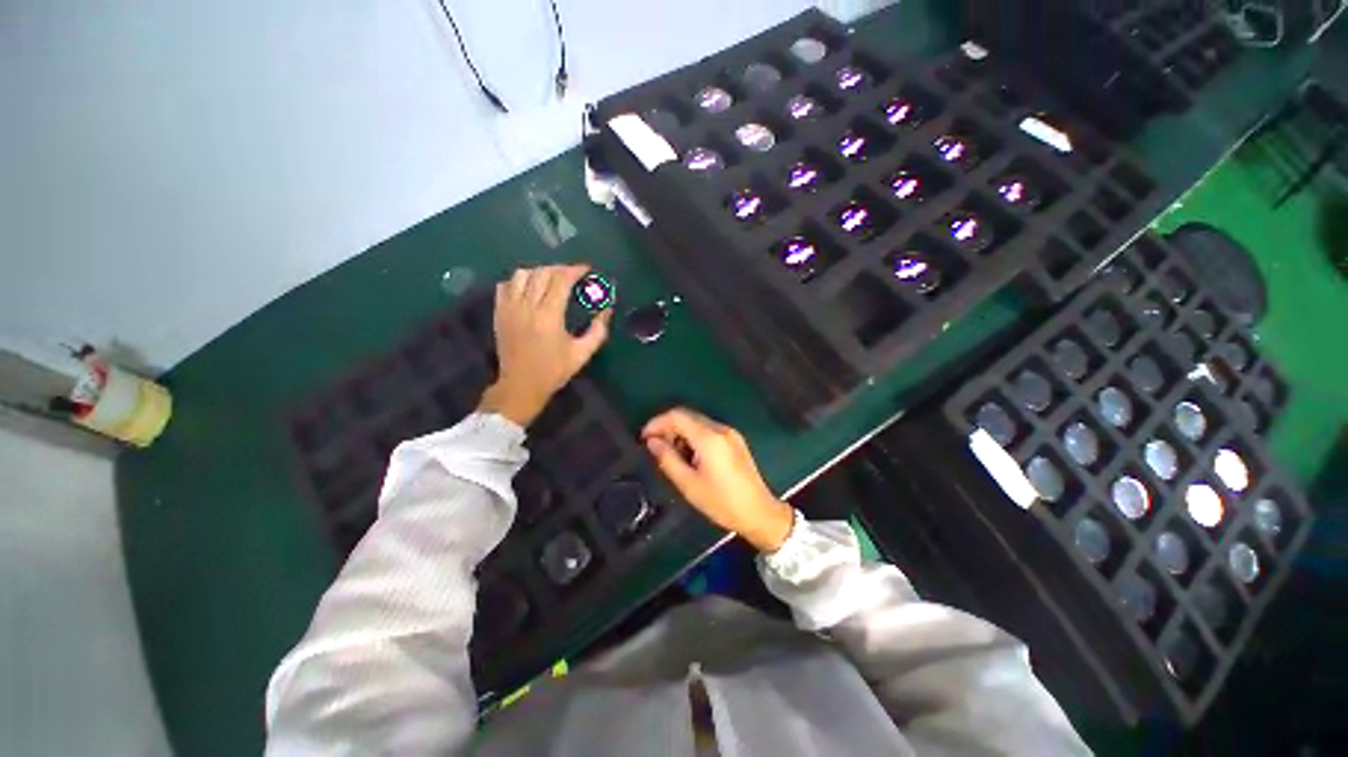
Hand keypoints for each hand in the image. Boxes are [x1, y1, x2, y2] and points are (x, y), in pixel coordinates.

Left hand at [477, 265, 612, 426]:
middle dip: (560, 269)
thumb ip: (598, 330)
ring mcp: (509, 308)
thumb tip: (607, 310)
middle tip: (572, 274)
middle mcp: (527, 306)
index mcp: (549, 316)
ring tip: (551, 279)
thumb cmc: (554, 371)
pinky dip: (518, 281)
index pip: (561, 280)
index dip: (575, 270)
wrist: (521, 385)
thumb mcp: (582, 353)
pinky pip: (505, 286)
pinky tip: (529, 289)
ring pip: (521, 275)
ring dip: (539, 271)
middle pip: (542, 273)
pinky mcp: (499, 313)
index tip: (586, 269)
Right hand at [641, 408, 793, 552]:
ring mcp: (730, 433)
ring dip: (680, 431)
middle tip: (654, 447)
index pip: (677, 416)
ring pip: (697, 421)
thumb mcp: (689, 484)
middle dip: (667, 427)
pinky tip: (689, 454)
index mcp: (709, 437)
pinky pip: (708, 429)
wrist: (759, 512)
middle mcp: (720, 428)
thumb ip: (667, 459)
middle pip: (687, 415)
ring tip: (670, 454)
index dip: (656, 422)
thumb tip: (652, 442)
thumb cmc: (722, 502)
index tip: (643, 438)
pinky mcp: (735, 440)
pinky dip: (693, 436)